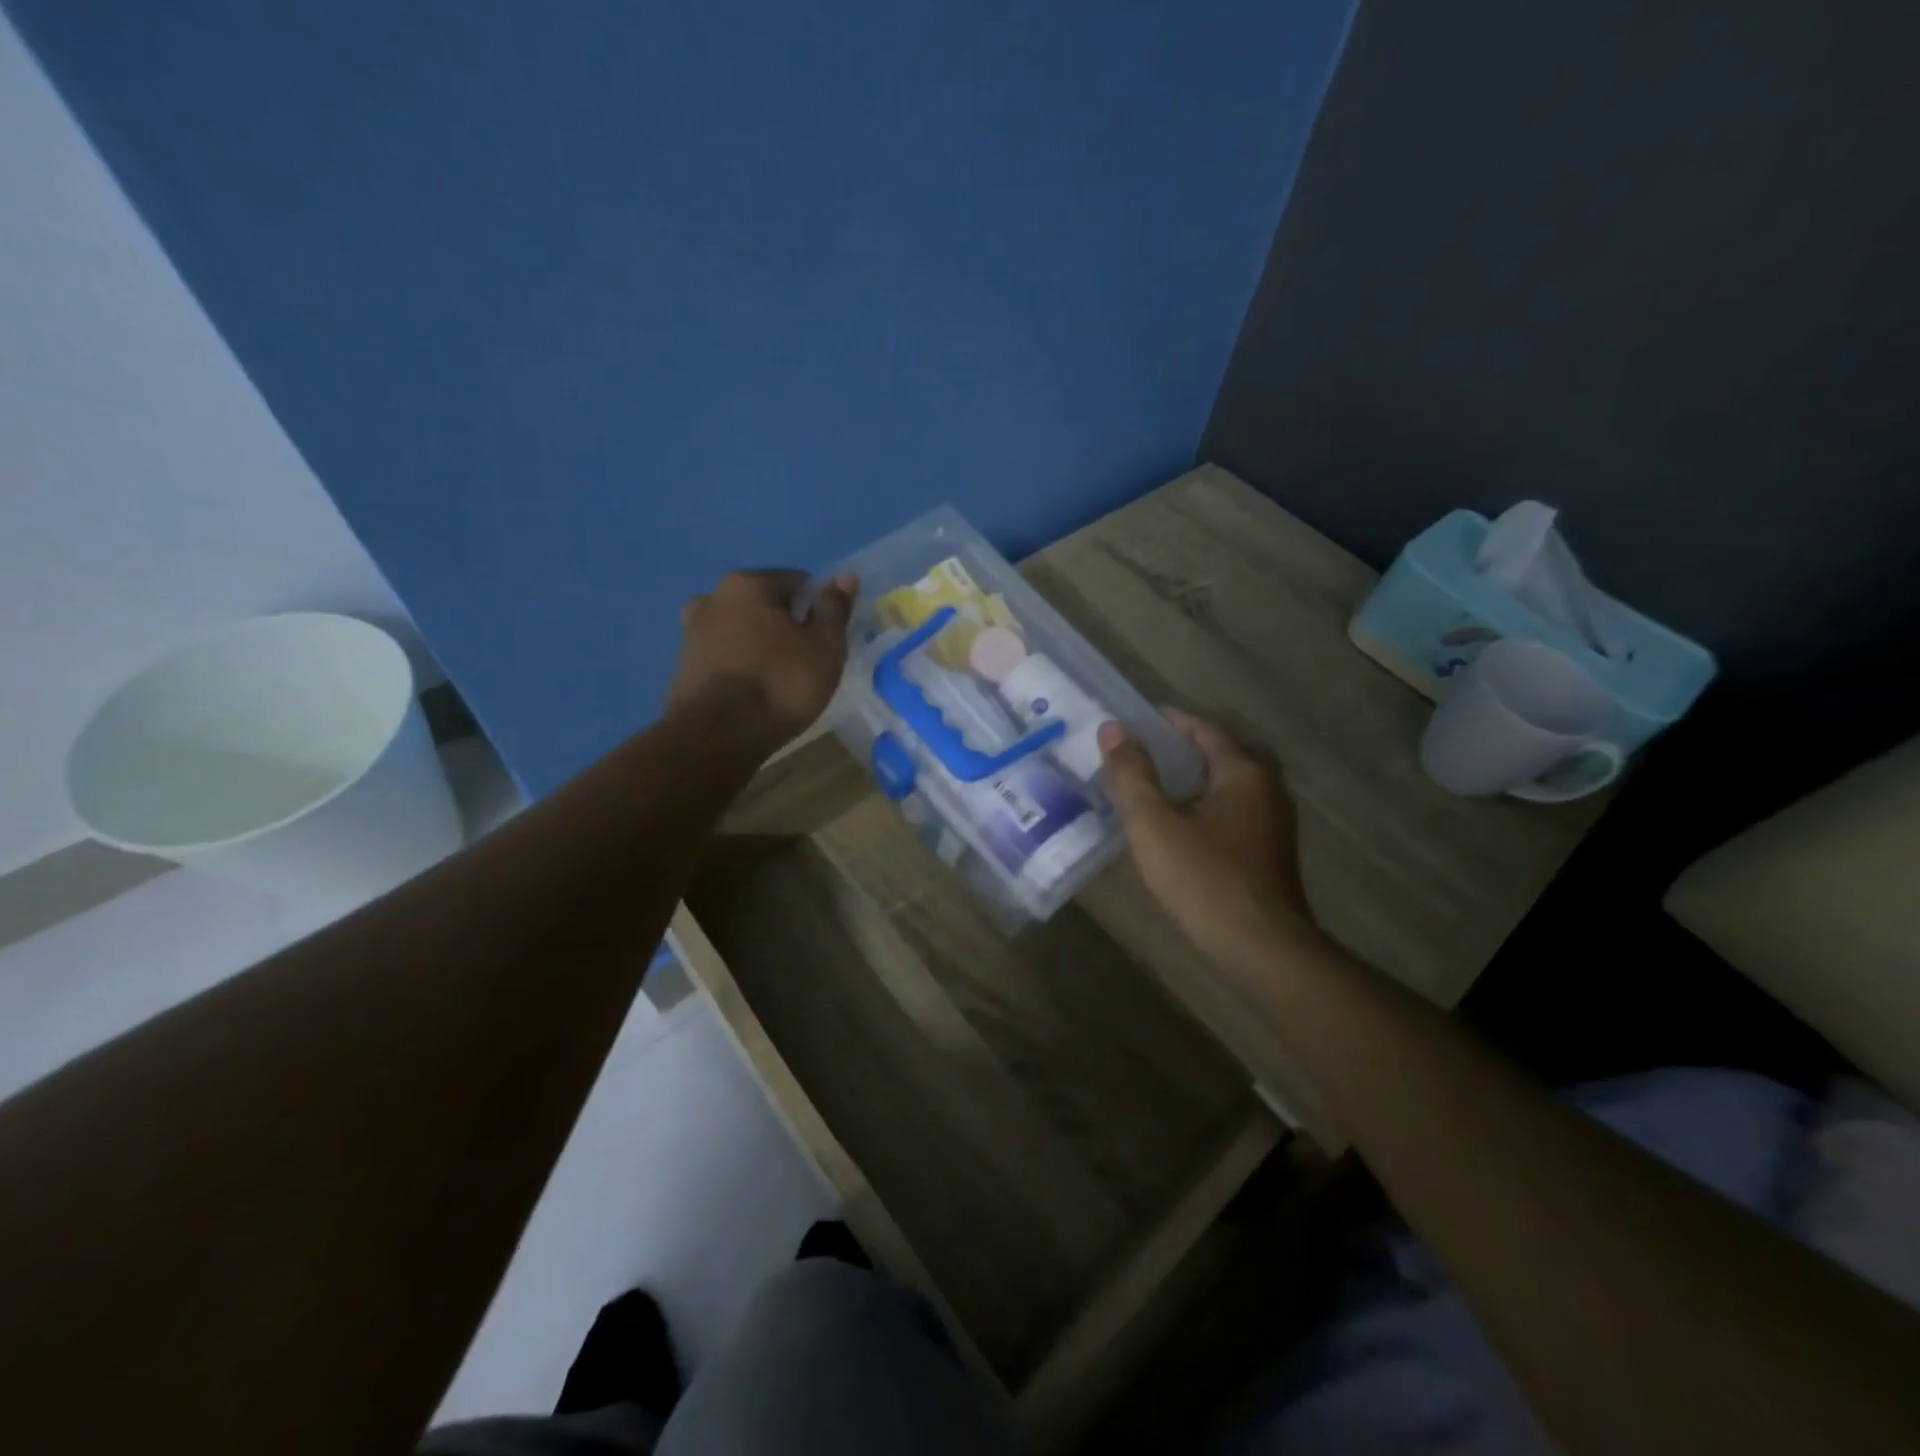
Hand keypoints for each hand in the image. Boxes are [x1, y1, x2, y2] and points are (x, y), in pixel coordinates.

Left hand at [667, 569, 856, 746]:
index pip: (795, 582)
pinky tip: (754, 693)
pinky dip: (740, 666)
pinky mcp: (683, 667)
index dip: (817, 608)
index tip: (827, 639)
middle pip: (763, 605)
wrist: (717, 735)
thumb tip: (845, 576)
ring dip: (760, 646)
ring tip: (779, 681)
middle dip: (785, 625)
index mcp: (748, 583)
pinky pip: (724, 656)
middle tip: (806, 661)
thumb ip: (834, 608)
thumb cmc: (781, 683)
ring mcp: (691, 632)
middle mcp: (712, 597)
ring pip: (740, 631)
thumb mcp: (824, 646)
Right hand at [1098, 709, 1320, 961]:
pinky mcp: (1270, 851)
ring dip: (1194, 778)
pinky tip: (1180, 825)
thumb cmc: (1205, 878)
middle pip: (1221, 753)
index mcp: (1243, 770)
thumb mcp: (1154, 824)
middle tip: (1144, 751)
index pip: (1204, 728)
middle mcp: (1267, 787)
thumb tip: (1113, 729)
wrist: (1262, 947)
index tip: (1136, 720)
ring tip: (1154, 785)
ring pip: (1229, 784)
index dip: (1169, 721)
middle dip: (1184, 748)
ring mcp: (1274, 821)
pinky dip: (1205, 804)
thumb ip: (1132, 774)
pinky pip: (1234, 810)